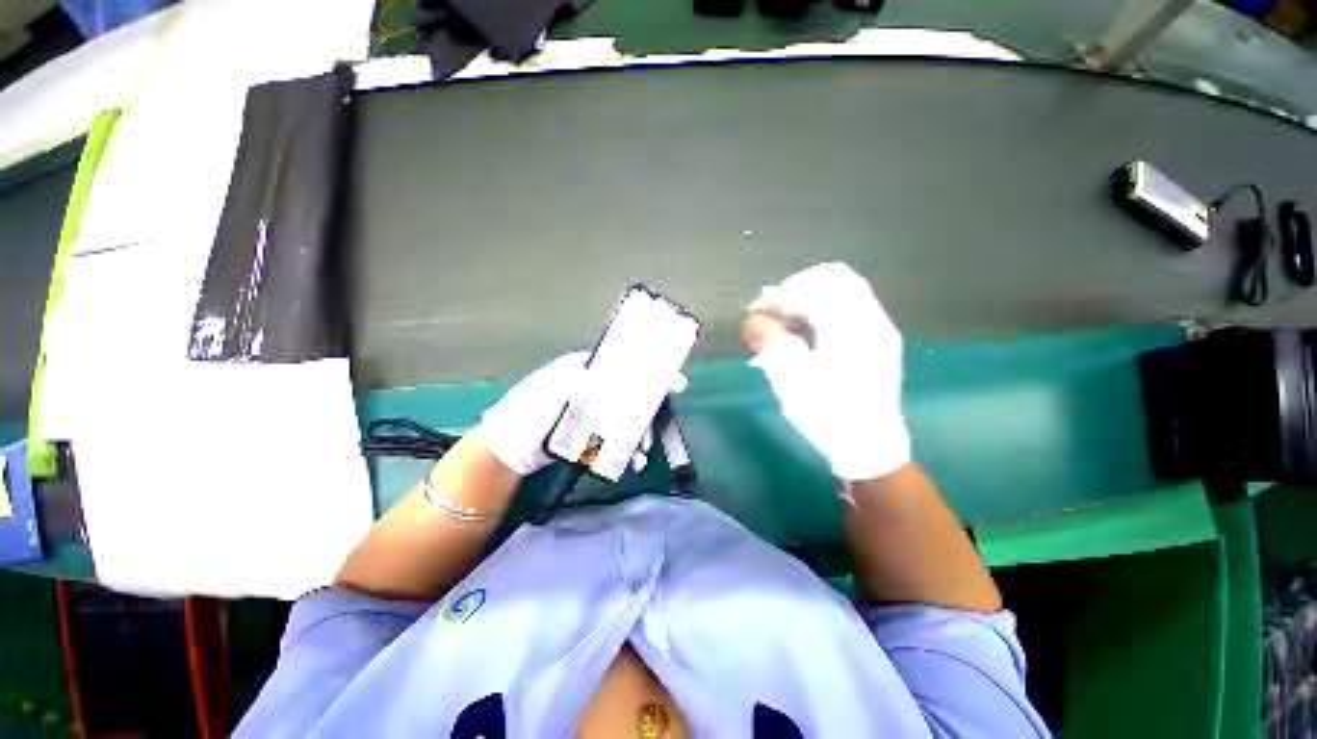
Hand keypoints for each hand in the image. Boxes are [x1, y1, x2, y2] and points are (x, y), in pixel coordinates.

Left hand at [478, 352, 685, 476]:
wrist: (508, 451)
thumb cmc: (526, 413)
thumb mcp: (549, 390)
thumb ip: (579, 381)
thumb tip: (615, 380)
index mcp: (584, 370)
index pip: (624, 364)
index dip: (650, 371)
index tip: (674, 383)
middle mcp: (593, 388)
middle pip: (631, 392)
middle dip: (649, 407)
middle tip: (662, 423)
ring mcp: (593, 412)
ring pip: (626, 417)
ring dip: (639, 432)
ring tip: (643, 451)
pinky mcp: (591, 434)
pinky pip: (616, 438)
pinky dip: (626, 449)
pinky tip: (633, 461)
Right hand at [743, 262, 909, 480]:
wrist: (870, 446)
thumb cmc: (828, 415)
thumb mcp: (792, 382)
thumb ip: (772, 343)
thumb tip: (755, 319)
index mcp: (852, 329)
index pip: (816, 288)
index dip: (781, 295)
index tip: (756, 312)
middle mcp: (871, 321)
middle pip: (834, 279)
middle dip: (796, 289)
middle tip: (771, 312)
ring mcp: (878, 329)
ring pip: (843, 291)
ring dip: (809, 298)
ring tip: (784, 322)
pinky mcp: (877, 341)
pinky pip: (849, 307)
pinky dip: (822, 309)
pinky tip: (804, 332)